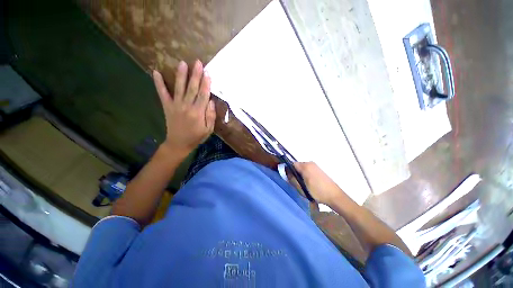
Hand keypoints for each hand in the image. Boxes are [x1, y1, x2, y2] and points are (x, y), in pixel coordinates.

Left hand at [153, 60, 215, 155]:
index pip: (203, 95)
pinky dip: (159, 83)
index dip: (206, 84)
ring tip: (182, 63)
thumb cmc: (196, 137)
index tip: (208, 73)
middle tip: (198, 62)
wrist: (179, 143)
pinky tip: (155, 72)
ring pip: (179, 88)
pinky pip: (162, 94)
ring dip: (181, 75)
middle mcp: (187, 106)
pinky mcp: (167, 106)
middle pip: (192, 88)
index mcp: (198, 112)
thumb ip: (210, 115)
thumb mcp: (208, 129)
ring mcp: (176, 105)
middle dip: (196, 75)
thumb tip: (211, 101)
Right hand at [293, 162, 344, 205]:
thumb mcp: (302, 187)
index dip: (289, 171)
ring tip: (304, 185)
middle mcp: (310, 163)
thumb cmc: (317, 192)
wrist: (335, 196)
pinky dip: (306, 175)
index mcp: (306, 166)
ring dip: (301, 175)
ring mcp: (315, 166)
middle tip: (297, 183)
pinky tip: (309, 184)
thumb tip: (287, 173)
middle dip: (295, 173)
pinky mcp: (319, 170)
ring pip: (303, 169)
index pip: (292, 164)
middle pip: (297, 166)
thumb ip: (293, 179)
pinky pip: (308, 170)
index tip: (289, 179)